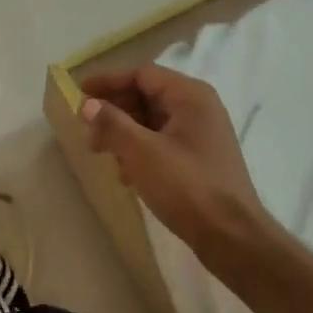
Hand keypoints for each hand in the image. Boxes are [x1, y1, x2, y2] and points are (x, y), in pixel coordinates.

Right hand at [78, 65, 270, 261]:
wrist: (232, 238)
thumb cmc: (186, 186)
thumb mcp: (141, 152)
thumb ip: (112, 123)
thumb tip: (87, 104)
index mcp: (190, 95)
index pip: (142, 74)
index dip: (109, 81)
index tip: (80, 92)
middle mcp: (199, 107)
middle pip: (148, 95)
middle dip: (115, 109)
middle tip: (87, 128)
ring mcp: (203, 134)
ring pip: (154, 120)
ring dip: (125, 131)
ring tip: (100, 151)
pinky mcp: (201, 159)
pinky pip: (163, 141)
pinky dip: (141, 149)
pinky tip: (125, 173)